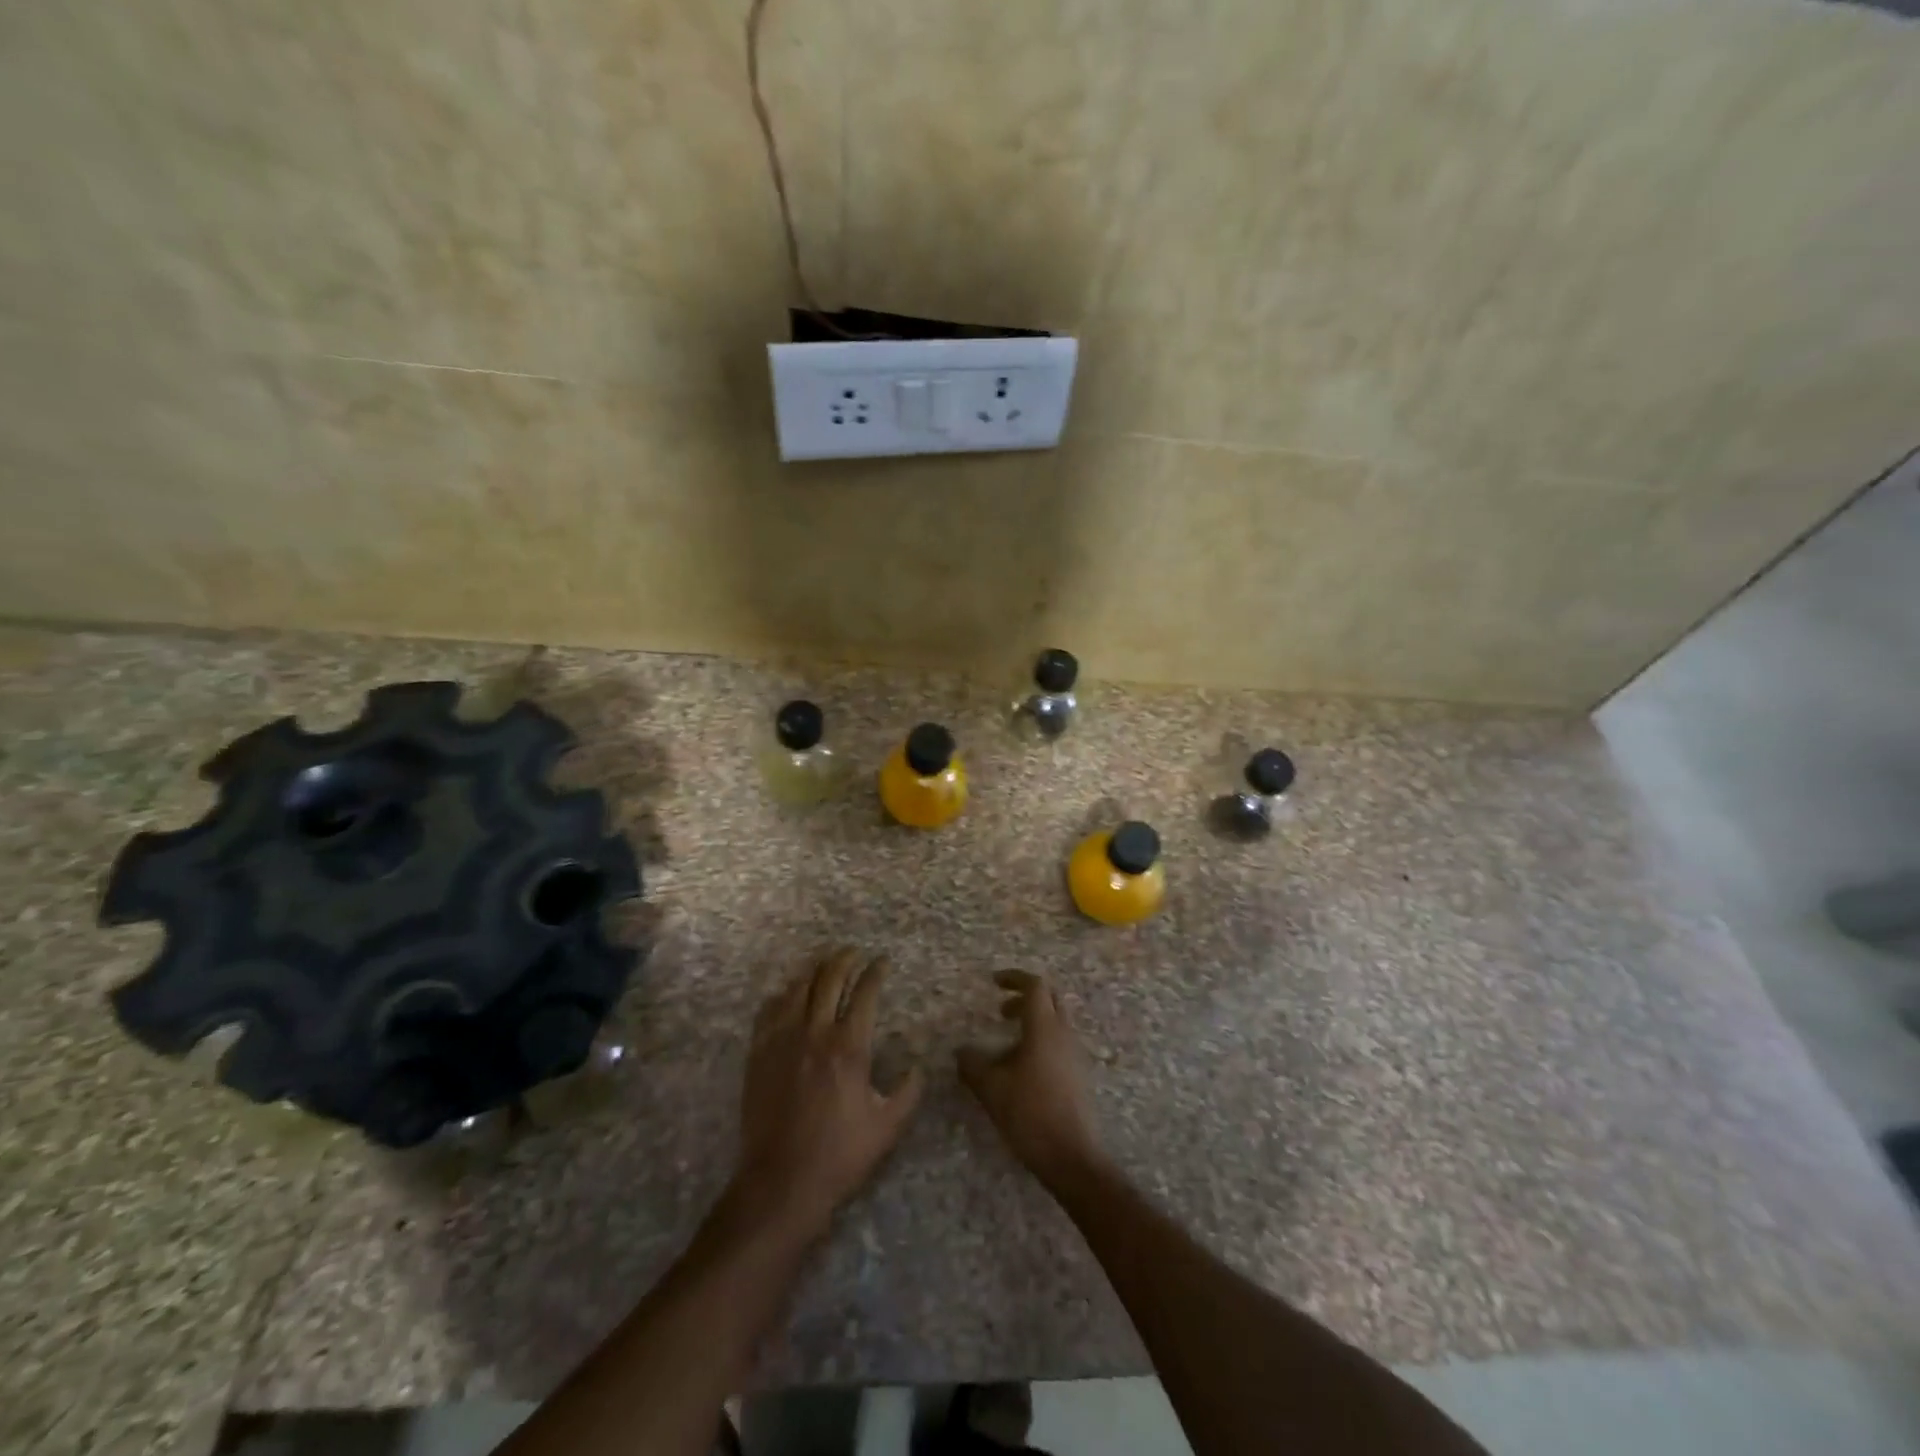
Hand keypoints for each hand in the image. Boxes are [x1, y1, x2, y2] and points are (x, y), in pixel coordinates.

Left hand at [734, 948, 924, 1239]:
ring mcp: (782, 1041)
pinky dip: (783, 994)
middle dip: (844, 959)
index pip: (865, 993)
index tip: (882, 961)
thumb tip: (917, 1064)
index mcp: (849, 1047)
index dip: (875, 972)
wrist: (782, 1182)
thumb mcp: (888, 1126)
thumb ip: (909, 1090)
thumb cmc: (840, 1155)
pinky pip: (769, 1011)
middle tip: (854, 951)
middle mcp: (815, 1033)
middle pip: (829, 980)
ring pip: (797, 988)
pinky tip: (789, 993)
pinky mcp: (759, 1054)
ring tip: (824, 961)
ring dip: (814, 969)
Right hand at [957, 970, 1104, 1188]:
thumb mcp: (991, 1088)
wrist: (1072, 1157)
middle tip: (1000, 1011)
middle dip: (1024, 997)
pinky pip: (1059, 1044)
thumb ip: (973, 1065)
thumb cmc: (1030, 1114)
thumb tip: (961, 1051)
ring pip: (1056, 1022)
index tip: (994, 982)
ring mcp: (1075, 1055)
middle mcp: (1064, 1034)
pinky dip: (1040, 1042)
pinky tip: (1021, 1068)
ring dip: (1032, 1022)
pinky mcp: (1078, 1075)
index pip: (1035, 986)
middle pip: (1050, 999)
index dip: (1014, 978)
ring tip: (1006, 1043)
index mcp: (1044, 1028)